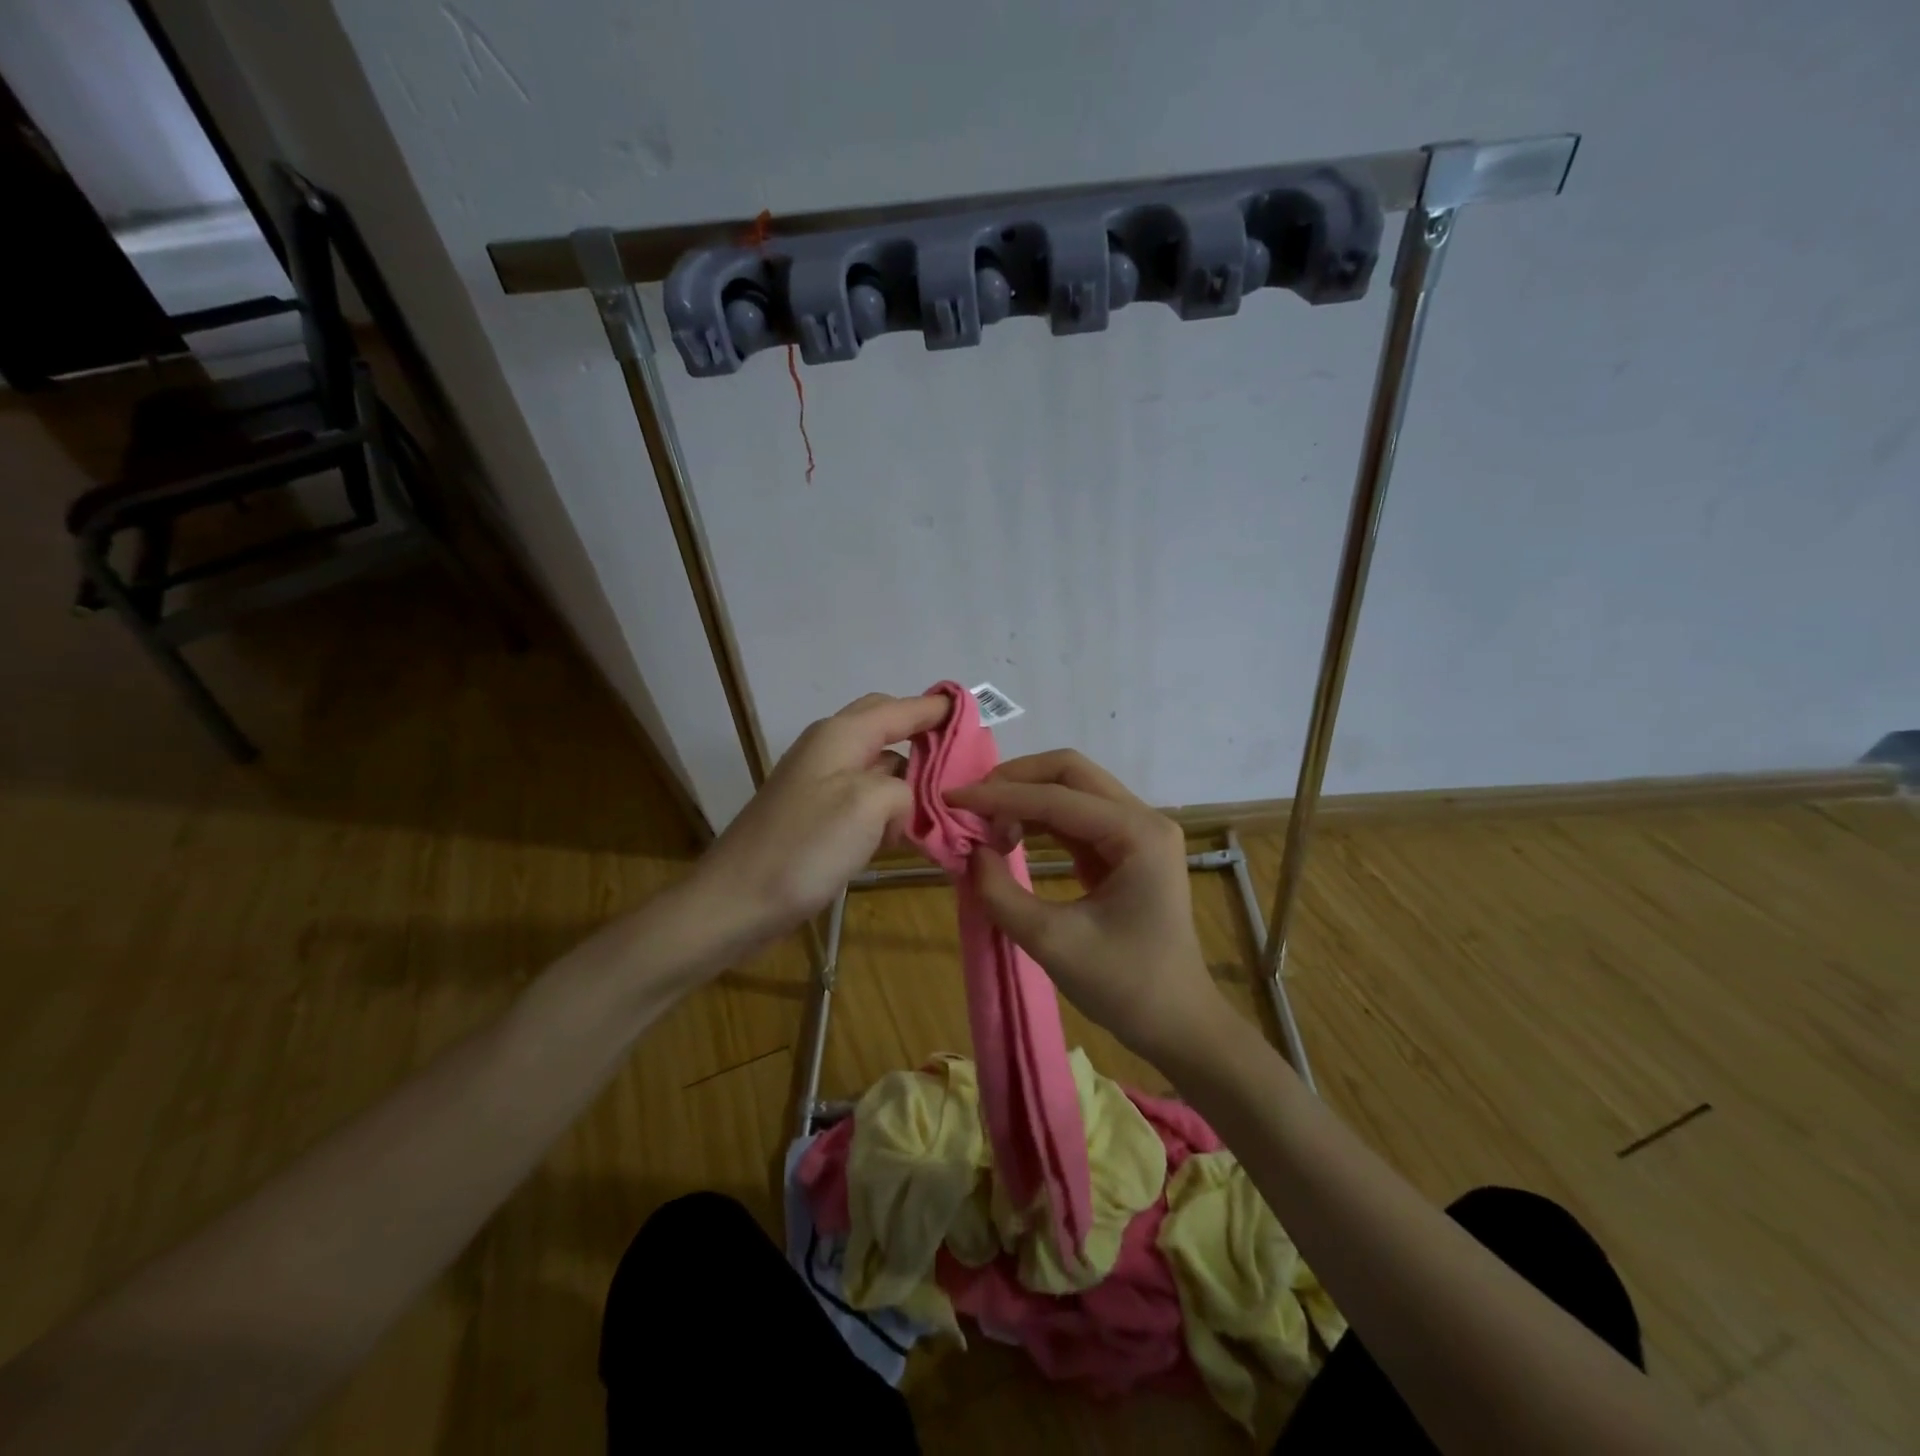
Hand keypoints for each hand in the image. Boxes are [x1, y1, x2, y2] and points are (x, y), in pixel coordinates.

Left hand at [690, 692, 949, 956]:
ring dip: (910, 780)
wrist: (736, 903)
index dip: (938, 708)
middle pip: (887, 728)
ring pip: (879, 766)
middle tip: (962, 764)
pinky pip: (865, 799)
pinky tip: (906, 833)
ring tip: (944, 804)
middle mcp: (830, 749)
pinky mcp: (817, 817)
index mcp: (841, 736)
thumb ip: (903, 787)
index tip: (976, 715)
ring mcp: (820, 784)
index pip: (900, 707)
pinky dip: (890, 808)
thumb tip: (904, 800)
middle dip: (925, 739)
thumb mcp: (867, 805)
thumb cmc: (803, 848)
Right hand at [946, 749, 1224, 1065]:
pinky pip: (1076, 817)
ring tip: (984, 825)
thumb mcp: (1051, 942)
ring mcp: (1137, 832)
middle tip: (971, 803)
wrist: (1177, 1024)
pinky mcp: (1126, 849)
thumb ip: (1001, 892)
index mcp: (1137, 834)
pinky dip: (1039, 820)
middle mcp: (1143, 819)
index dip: (1000, 796)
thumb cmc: (1124, 986)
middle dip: (1016, 781)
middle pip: (1070, 772)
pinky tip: (1010, 835)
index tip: (951, 798)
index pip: (1057, 797)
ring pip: (1073, 789)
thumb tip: (970, 852)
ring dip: (1026, 798)